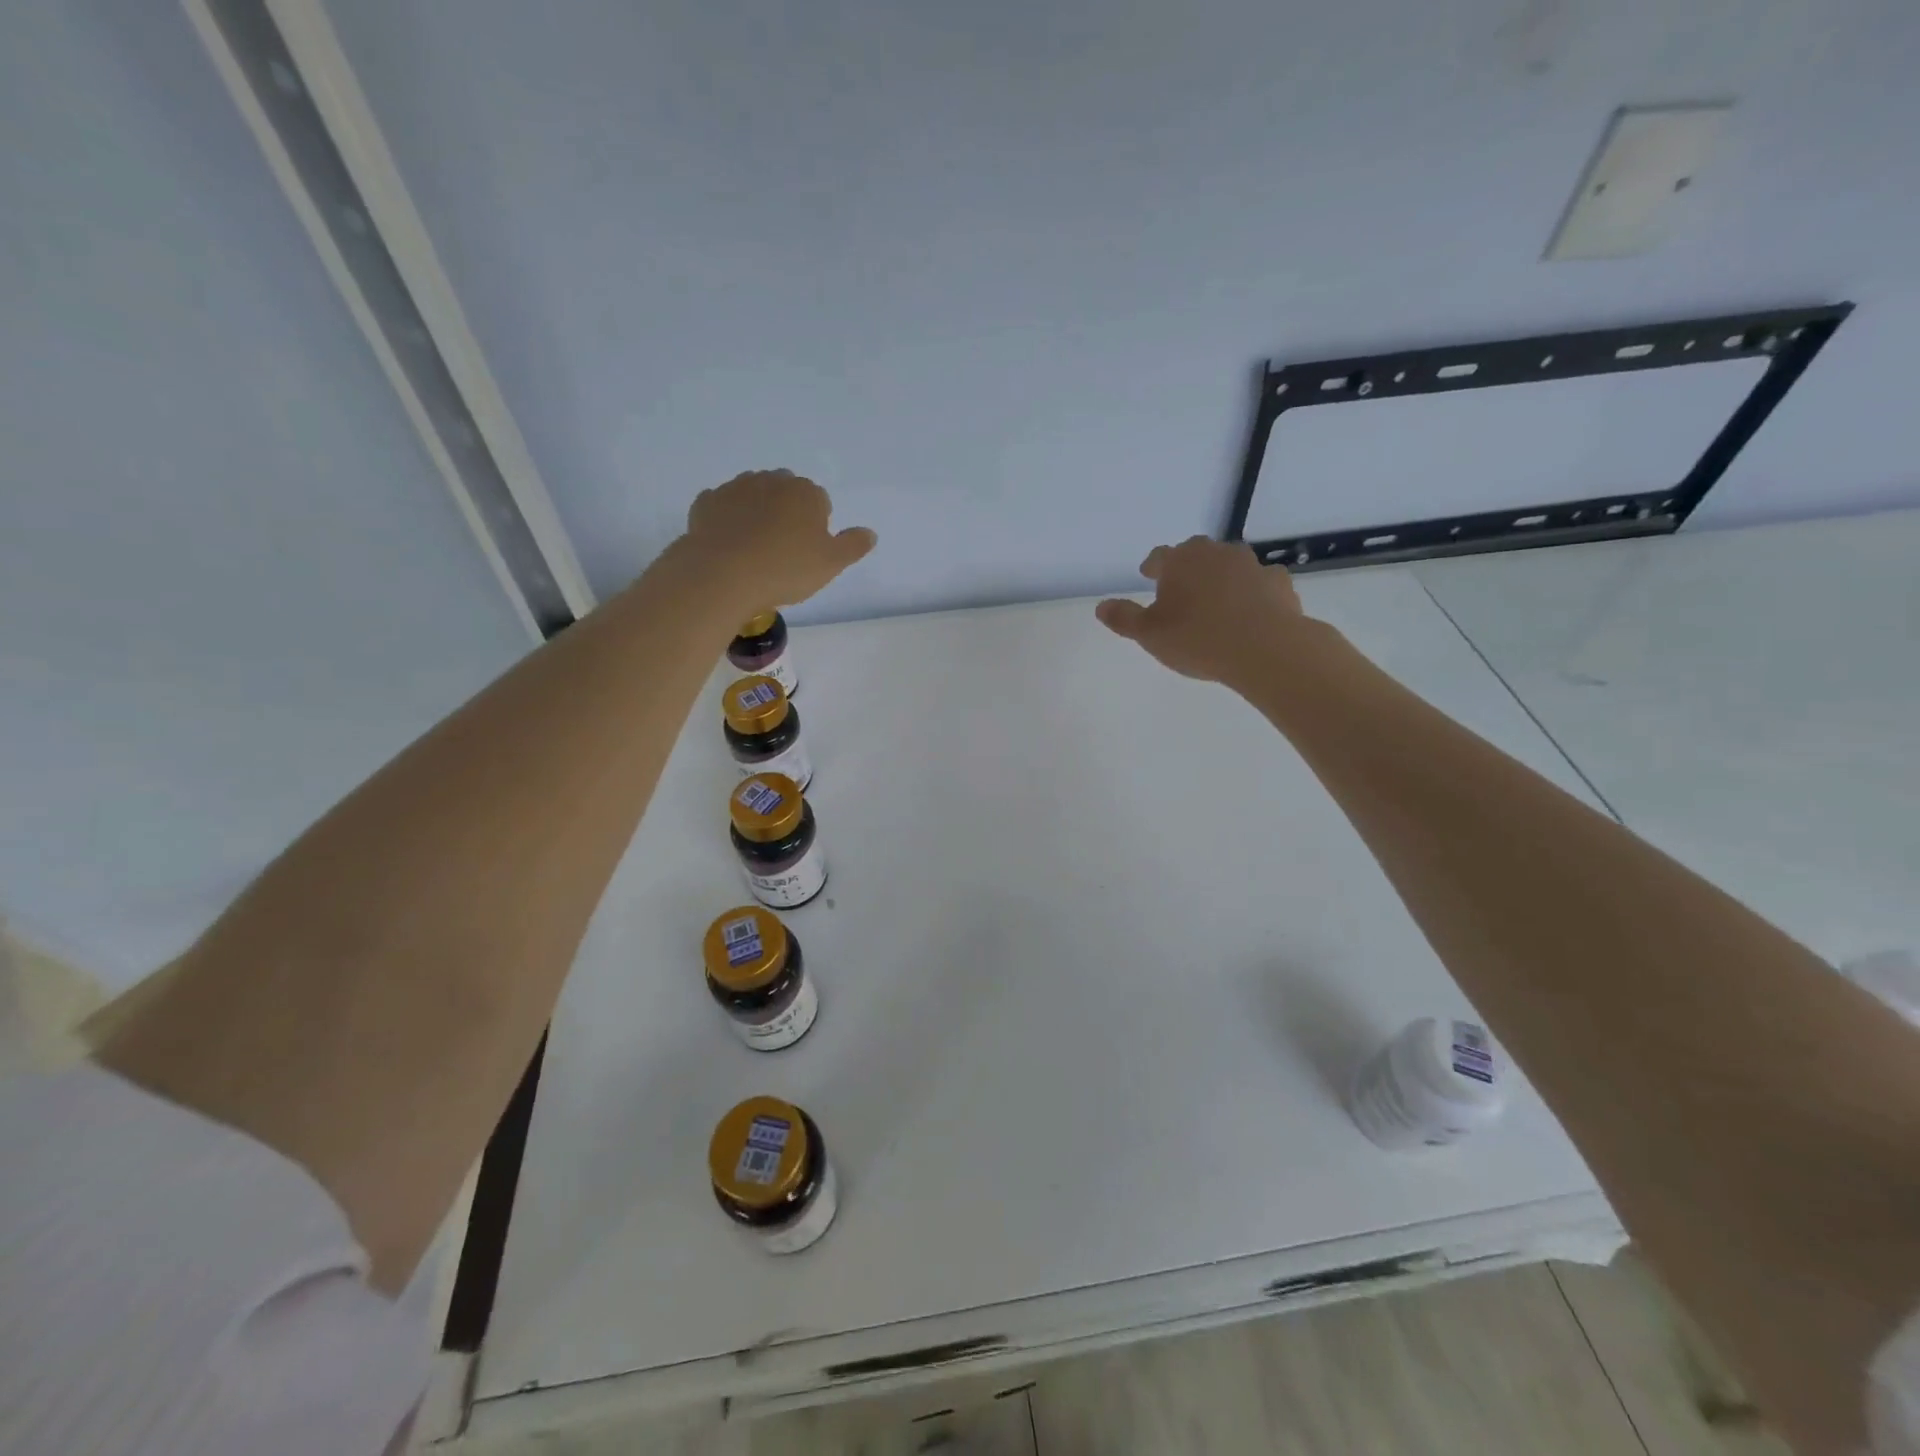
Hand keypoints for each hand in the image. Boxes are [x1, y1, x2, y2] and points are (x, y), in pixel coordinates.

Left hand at [683, 469, 876, 607]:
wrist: (723, 575)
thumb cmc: (785, 569)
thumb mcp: (831, 564)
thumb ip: (853, 545)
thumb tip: (870, 533)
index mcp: (806, 492)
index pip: (820, 502)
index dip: (816, 527)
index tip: (808, 552)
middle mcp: (772, 481)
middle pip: (786, 493)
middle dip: (787, 513)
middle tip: (783, 550)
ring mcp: (736, 488)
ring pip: (753, 495)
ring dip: (757, 513)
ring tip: (754, 548)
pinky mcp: (707, 502)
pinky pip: (723, 506)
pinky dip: (728, 519)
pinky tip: (729, 543)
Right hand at [1096, 536, 1315, 685]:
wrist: (1264, 648)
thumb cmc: (1197, 639)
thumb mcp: (1149, 634)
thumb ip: (1124, 618)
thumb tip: (1101, 606)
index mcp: (1179, 561)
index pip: (1159, 556)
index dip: (1152, 566)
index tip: (1148, 575)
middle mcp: (1215, 554)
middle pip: (1196, 553)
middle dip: (1187, 567)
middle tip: (1181, 588)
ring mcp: (1250, 565)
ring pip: (1230, 565)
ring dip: (1221, 577)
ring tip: (1216, 600)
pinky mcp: (1278, 582)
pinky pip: (1260, 582)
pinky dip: (1253, 591)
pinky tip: (1251, 610)